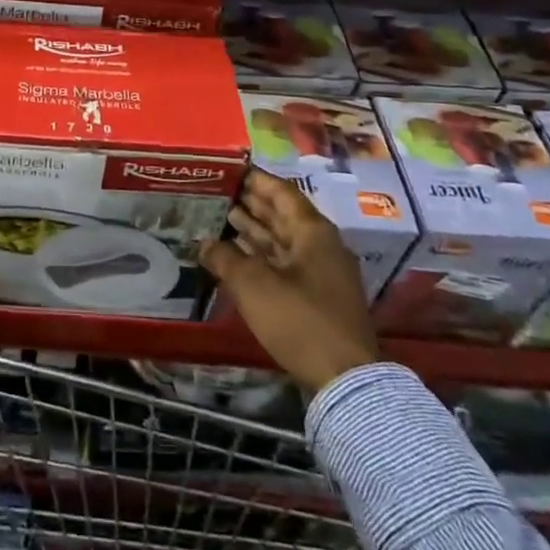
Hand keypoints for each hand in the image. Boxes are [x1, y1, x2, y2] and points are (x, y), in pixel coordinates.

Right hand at [201, 169, 379, 392]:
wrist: (345, 380)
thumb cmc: (299, 319)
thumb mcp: (253, 285)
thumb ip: (225, 258)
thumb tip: (204, 243)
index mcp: (313, 231)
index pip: (281, 192)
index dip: (254, 179)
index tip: (228, 170)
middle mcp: (321, 245)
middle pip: (282, 214)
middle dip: (251, 203)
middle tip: (218, 191)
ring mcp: (322, 272)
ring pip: (283, 240)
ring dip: (254, 229)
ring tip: (221, 218)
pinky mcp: (318, 297)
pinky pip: (285, 263)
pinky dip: (262, 255)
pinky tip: (237, 255)